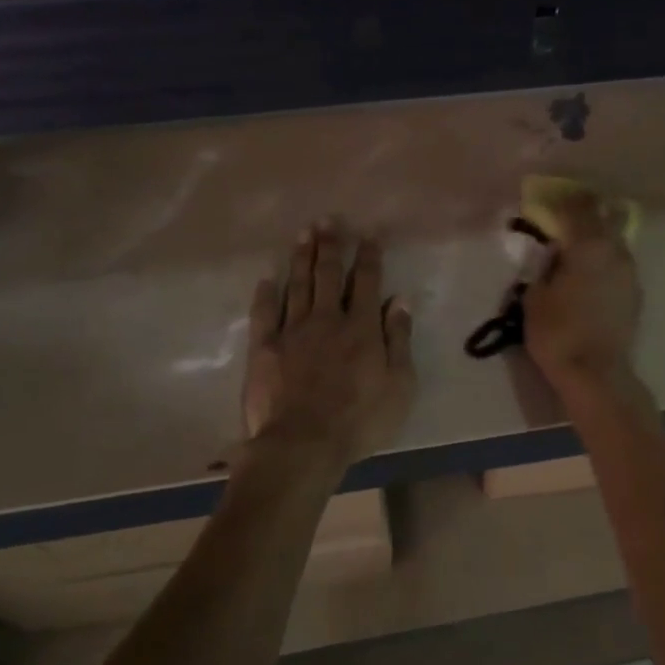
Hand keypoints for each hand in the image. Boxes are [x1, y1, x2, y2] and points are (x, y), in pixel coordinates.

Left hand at [240, 222, 414, 477]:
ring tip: (303, 233)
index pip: (366, 281)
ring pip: (298, 285)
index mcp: (361, 327)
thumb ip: (399, 339)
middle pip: (328, 274)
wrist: (303, 445)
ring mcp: (292, 331)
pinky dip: (266, 293)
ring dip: (302, 257)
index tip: (369, 233)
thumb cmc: (360, 420)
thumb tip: (400, 300)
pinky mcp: (264, 348)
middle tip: (328, 220)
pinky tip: (266, 278)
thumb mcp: (399, 385)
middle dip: (330, 245)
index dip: (369, 255)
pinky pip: (265, 313)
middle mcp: (327, 319)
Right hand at [523, 192, 641, 387]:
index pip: (579, 206)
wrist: (597, 374)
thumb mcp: (534, 296)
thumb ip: (544, 266)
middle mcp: (615, 250)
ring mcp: (630, 271)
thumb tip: (552, 253)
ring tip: (578, 249)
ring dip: (598, 237)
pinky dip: (605, 260)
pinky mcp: (636, 292)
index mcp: (588, 244)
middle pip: (606, 215)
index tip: (550, 198)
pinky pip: (619, 263)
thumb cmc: (557, 332)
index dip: (564, 198)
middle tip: (567, 218)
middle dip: (587, 212)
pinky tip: (590, 276)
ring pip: (616, 239)